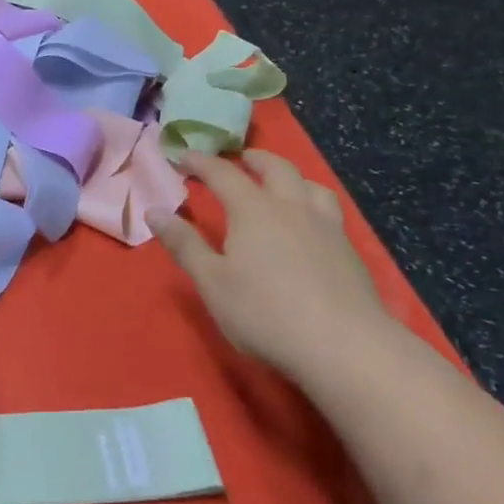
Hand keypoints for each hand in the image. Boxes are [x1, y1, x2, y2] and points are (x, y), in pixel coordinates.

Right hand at [148, 150, 391, 377]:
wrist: (345, 347)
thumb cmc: (265, 313)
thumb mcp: (212, 282)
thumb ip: (184, 244)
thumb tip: (154, 211)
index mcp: (253, 210)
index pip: (222, 173)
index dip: (201, 162)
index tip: (183, 156)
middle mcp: (291, 207)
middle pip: (275, 168)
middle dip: (253, 159)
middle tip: (239, 160)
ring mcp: (326, 227)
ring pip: (310, 184)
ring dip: (289, 176)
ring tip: (279, 184)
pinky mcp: (349, 251)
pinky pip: (329, 210)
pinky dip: (312, 202)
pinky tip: (309, 225)